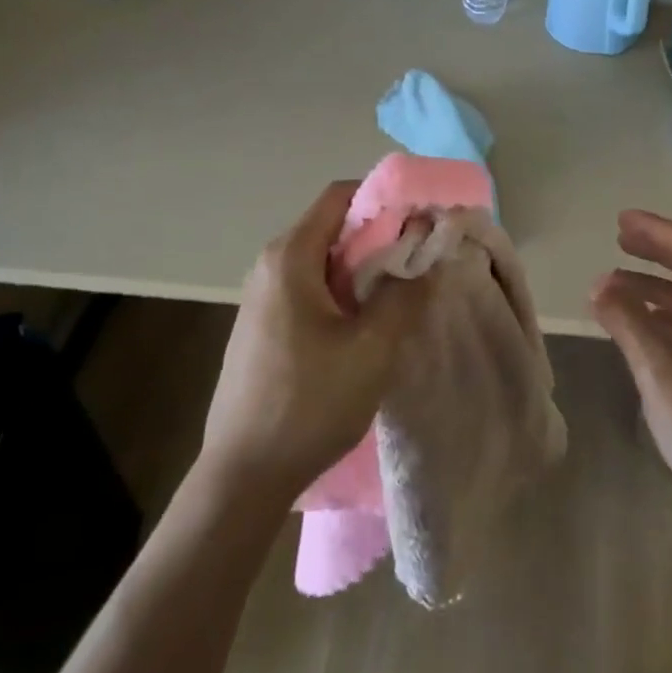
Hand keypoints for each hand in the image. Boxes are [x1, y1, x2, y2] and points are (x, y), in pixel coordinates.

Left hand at [201, 181, 427, 505]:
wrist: (243, 477)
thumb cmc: (310, 402)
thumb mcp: (373, 346)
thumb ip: (407, 292)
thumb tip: (428, 253)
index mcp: (290, 257)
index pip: (341, 195)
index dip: (386, 199)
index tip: (424, 221)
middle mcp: (271, 266)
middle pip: (334, 227)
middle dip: (382, 236)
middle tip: (423, 260)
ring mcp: (263, 298)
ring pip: (325, 261)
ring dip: (366, 268)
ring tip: (403, 293)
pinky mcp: (264, 327)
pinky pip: (312, 288)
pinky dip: (345, 292)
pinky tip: (367, 325)